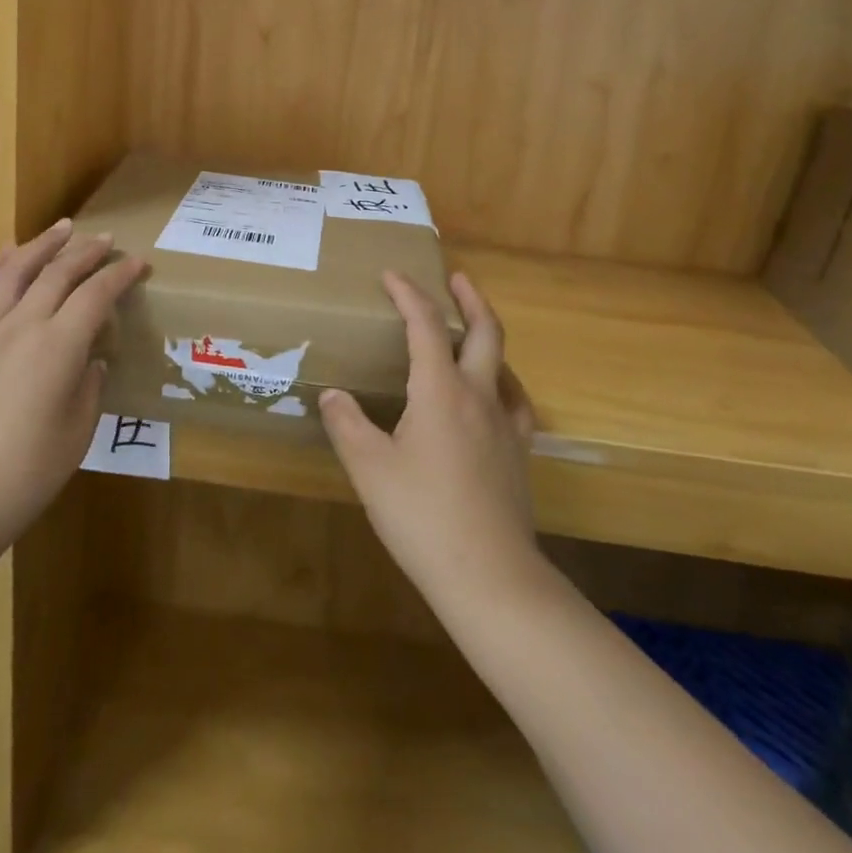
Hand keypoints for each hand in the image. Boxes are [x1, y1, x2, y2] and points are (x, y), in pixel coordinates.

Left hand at [0, 220, 145, 563]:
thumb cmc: (27, 474)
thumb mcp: (78, 432)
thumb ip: (89, 385)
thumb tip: (90, 358)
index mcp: (58, 348)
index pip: (96, 295)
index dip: (120, 275)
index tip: (138, 263)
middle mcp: (21, 326)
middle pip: (58, 273)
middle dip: (86, 252)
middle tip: (105, 240)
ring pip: (14, 270)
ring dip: (41, 245)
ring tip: (61, 229)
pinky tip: (6, 255)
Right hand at [321, 271, 540, 607]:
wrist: (490, 577)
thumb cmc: (422, 516)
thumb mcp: (369, 469)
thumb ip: (348, 424)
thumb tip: (333, 395)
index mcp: (440, 390)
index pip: (426, 326)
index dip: (409, 294)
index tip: (393, 275)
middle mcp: (479, 396)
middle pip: (485, 331)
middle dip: (469, 299)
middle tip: (456, 278)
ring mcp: (506, 426)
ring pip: (504, 364)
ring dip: (487, 336)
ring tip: (470, 333)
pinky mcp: (519, 455)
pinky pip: (515, 402)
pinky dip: (502, 382)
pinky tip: (493, 396)